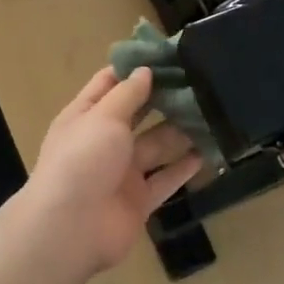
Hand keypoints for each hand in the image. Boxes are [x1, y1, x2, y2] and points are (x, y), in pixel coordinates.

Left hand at [23, 67, 203, 279]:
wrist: (71, 228)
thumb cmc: (82, 161)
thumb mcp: (102, 117)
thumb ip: (127, 94)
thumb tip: (144, 71)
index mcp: (85, 116)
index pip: (109, 84)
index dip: (134, 69)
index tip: (166, 55)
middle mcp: (103, 141)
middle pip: (137, 115)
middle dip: (164, 99)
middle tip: (200, 82)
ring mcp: (121, 172)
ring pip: (156, 146)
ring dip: (180, 132)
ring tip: (212, 114)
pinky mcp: (139, 200)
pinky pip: (165, 179)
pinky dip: (184, 167)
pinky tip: (207, 152)